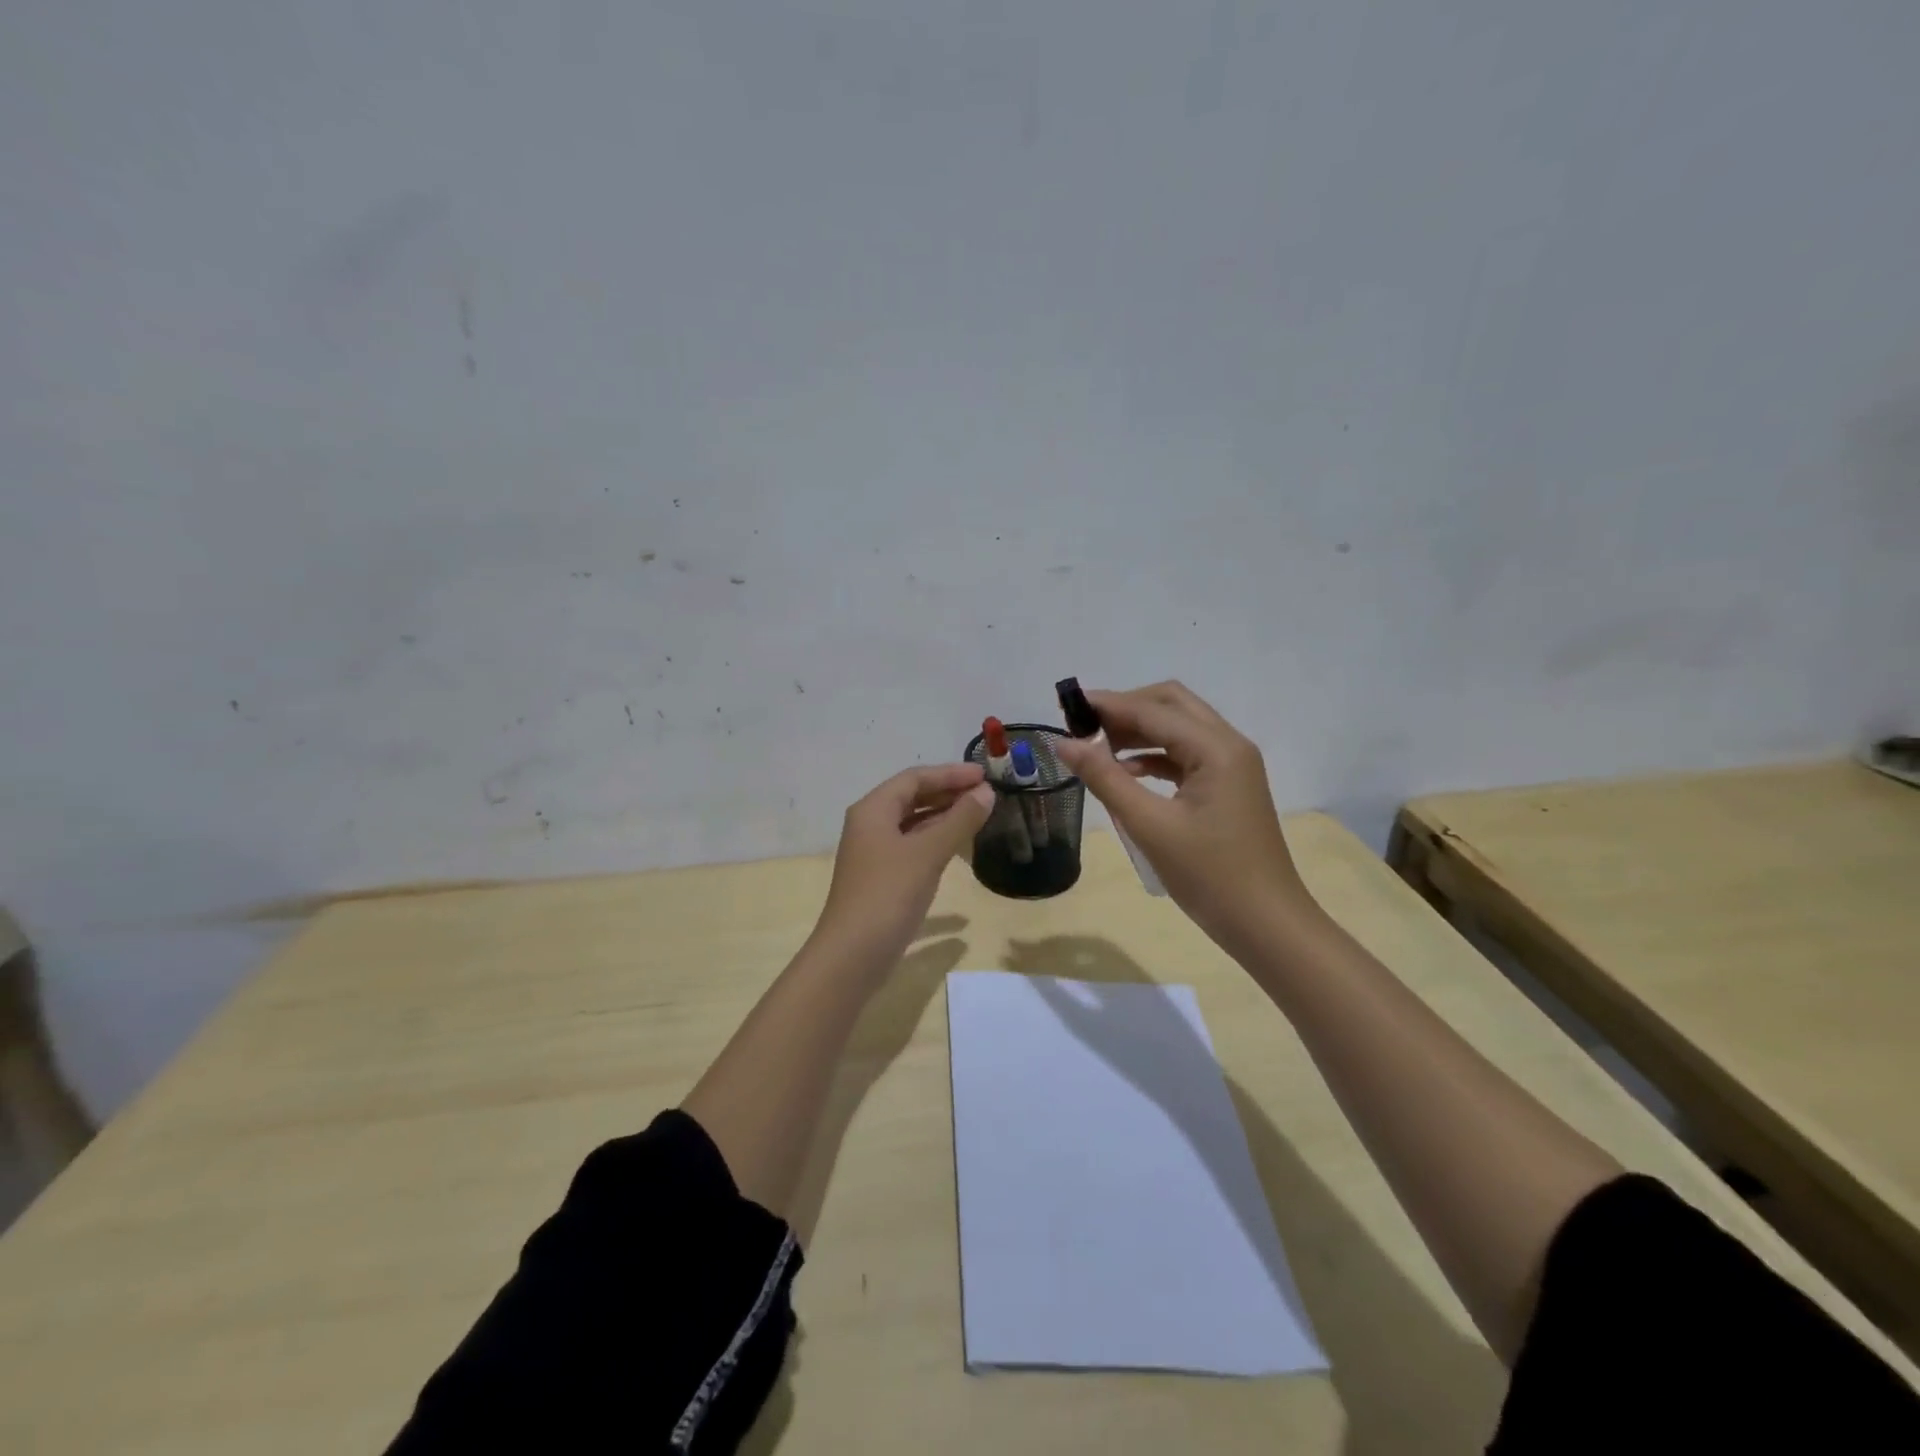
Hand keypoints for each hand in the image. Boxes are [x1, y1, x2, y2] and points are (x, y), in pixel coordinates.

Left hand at [813, 763, 994, 965]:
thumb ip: (959, 820)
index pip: (914, 778)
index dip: (950, 774)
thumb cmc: (888, 894)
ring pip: (913, 823)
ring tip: (978, 815)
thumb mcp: (928, 852)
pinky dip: (936, 841)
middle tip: (986, 794)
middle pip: (912, 797)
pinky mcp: (882, 878)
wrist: (853, 954)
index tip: (984, 776)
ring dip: (944, 816)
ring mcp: (875, 853)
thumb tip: (986, 793)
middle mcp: (870, 825)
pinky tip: (960, 850)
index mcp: (873, 809)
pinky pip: (913, 847)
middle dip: (948, 792)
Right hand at [1053, 682, 1316, 953]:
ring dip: (1138, 731)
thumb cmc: (1209, 875)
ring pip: (1178, 727)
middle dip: (1125, 709)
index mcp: (1216, 748)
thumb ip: (1105, 778)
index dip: (1107, 705)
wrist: (1266, 925)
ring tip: (1095, 748)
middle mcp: (1228, 744)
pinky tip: (1125, 772)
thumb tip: (1064, 743)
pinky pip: (1185, 754)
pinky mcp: (1228, 785)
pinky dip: (1153, 755)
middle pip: (1170, 704)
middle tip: (1083, 727)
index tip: (1066, 708)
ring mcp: (1231, 765)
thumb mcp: (1149, 826)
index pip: (1152, 710)